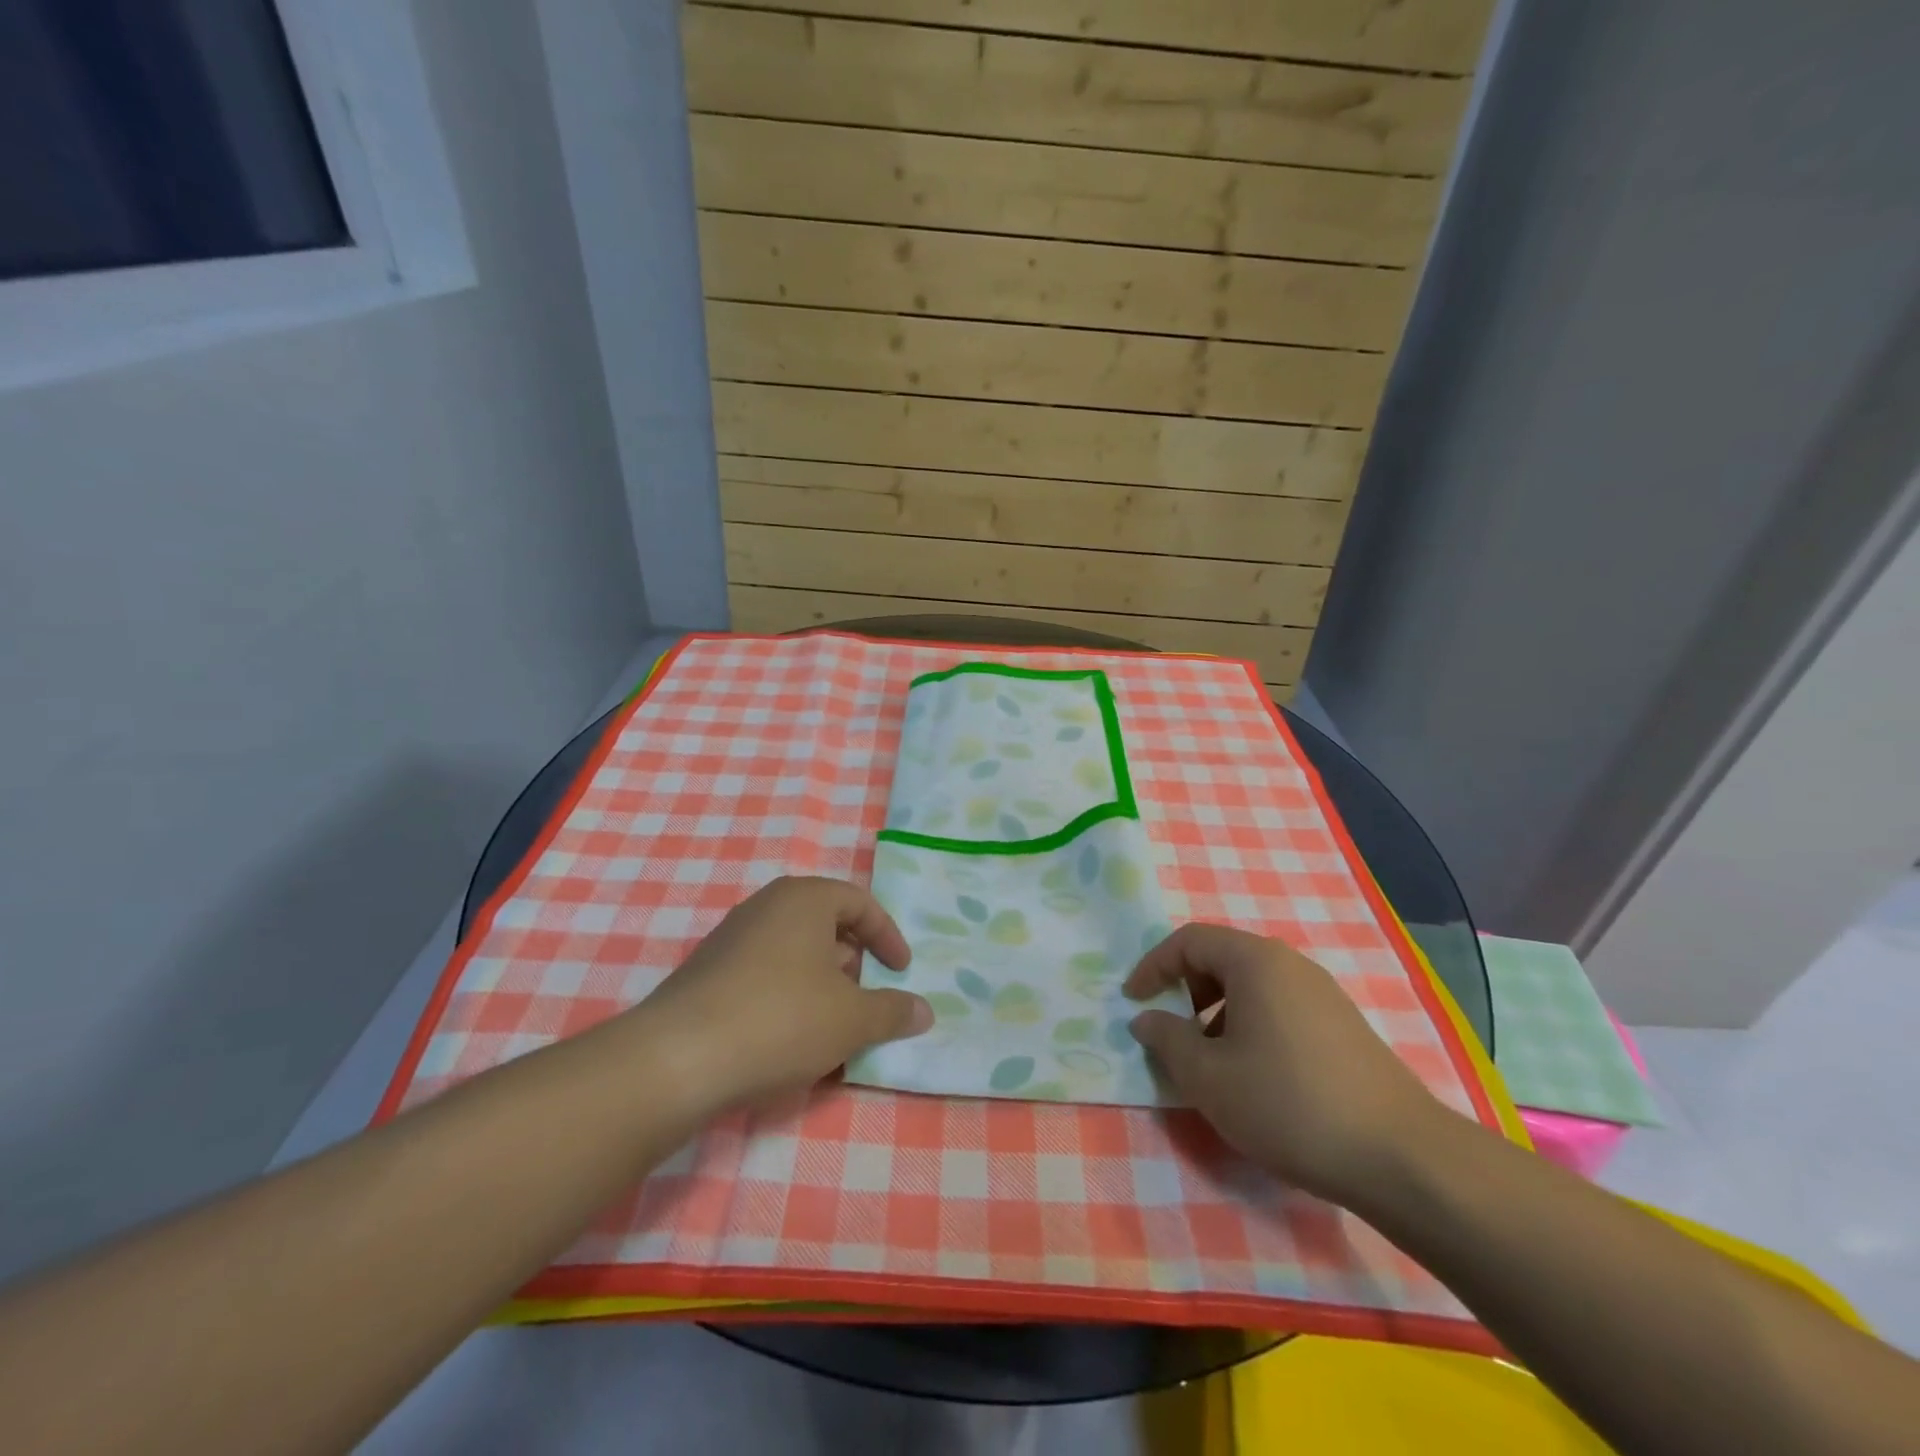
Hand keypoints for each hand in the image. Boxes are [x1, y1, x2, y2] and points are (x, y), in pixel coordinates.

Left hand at [634, 876, 931, 1116]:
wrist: (678, 1059)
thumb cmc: (781, 1019)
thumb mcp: (852, 1019)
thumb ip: (892, 1011)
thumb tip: (924, 1011)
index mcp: (804, 898)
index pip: (860, 903)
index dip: (888, 937)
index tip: (901, 972)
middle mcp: (766, 906)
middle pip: (825, 925)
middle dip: (853, 963)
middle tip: (866, 999)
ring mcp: (731, 938)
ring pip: (794, 953)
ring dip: (822, 985)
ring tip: (832, 1027)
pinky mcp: (707, 973)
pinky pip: (764, 976)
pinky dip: (789, 998)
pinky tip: (790, 1041)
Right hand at [1126, 923, 1450, 1206]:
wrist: (1401, 1157)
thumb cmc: (1289, 1105)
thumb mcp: (1209, 1077)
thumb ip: (1167, 1040)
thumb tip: (1146, 1019)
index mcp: (1255, 961)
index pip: (1189, 940)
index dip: (1153, 966)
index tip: (1133, 1002)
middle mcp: (1290, 964)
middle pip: (1221, 957)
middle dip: (1186, 989)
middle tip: (1173, 1032)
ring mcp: (1322, 993)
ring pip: (1252, 985)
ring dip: (1217, 1011)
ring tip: (1212, 1062)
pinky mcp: (1343, 1024)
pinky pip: (1280, 1006)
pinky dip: (1251, 1025)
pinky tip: (1257, 1076)